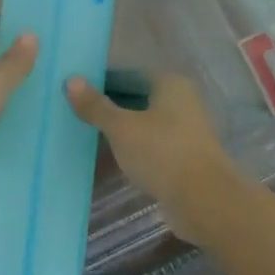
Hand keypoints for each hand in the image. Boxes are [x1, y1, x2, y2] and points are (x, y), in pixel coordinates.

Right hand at [65, 74, 247, 246]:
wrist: (204, 201)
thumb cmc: (162, 153)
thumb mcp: (122, 128)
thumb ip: (96, 106)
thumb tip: (71, 80)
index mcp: (170, 84)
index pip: (130, 73)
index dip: (102, 80)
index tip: (76, 90)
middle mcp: (181, 101)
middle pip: (137, 97)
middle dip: (109, 106)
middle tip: (76, 112)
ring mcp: (184, 131)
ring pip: (143, 123)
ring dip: (120, 129)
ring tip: (86, 134)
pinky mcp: (183, 157)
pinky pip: (150, 145)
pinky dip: (132, 148)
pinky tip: (108, 157)